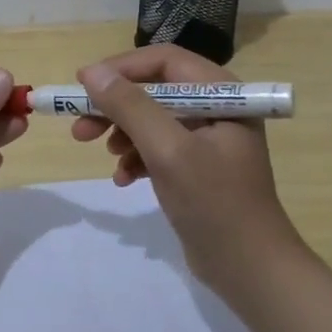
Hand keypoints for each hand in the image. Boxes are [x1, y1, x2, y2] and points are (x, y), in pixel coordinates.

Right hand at [72, 45, 305, 296]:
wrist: (251, 271)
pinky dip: (137, 158)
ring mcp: (207, 138)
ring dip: (122, 133)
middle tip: (80, 126)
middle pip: (154, 89)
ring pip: (152, 119)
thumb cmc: (215, 204)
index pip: (164, 61)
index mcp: (221, 93)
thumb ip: (131, 108)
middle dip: (115, 106)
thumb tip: (92, 73)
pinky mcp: (197, 166)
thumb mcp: (168, 151)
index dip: (120, 68)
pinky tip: (124, 179)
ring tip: (105, 155)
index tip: (82, 84)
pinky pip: (158, 148)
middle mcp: (216, 107)